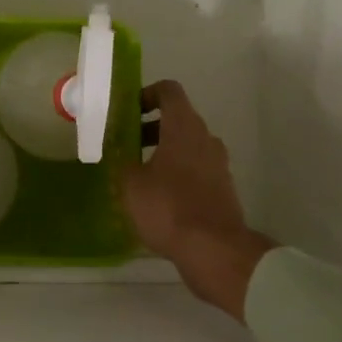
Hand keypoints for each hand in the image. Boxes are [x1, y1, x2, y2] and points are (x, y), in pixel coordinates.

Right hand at [119, 81, 275, 321]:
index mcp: (184, 126)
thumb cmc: (168, 207)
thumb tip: (118, 153)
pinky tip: (157, 197)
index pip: (168, 91)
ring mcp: (218, 164)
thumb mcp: (131, 183)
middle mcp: (205, 138)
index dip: (146, 94)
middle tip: (125, 144)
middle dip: (150, 128)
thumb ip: (122, 161)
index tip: (127, 111)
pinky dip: (177, 173)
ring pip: (187, 146)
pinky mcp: (222, 189)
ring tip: (137, 174)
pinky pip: (196, 169)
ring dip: (163, 152)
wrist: (214, 250)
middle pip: (178, 119)